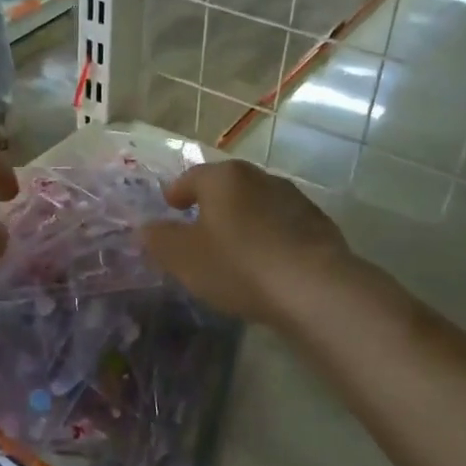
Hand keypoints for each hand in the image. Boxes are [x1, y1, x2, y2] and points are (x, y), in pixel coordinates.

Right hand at [142, 160, 350, 324]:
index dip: (177, 193)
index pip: (191, 177)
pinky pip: (283, 226)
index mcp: (224, 177)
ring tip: (234, 249)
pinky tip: (266, 263)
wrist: (313, 288)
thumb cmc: (237, 264)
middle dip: (212, 205)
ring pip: (257, 205)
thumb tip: (147, 228)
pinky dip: (270, 238)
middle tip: (200, 229)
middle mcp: (260, 177)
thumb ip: (159, 239)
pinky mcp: (319, 224)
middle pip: (227, 187)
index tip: (171, 208)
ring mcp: (294, 198)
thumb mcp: (183, 257)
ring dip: (244, 220)